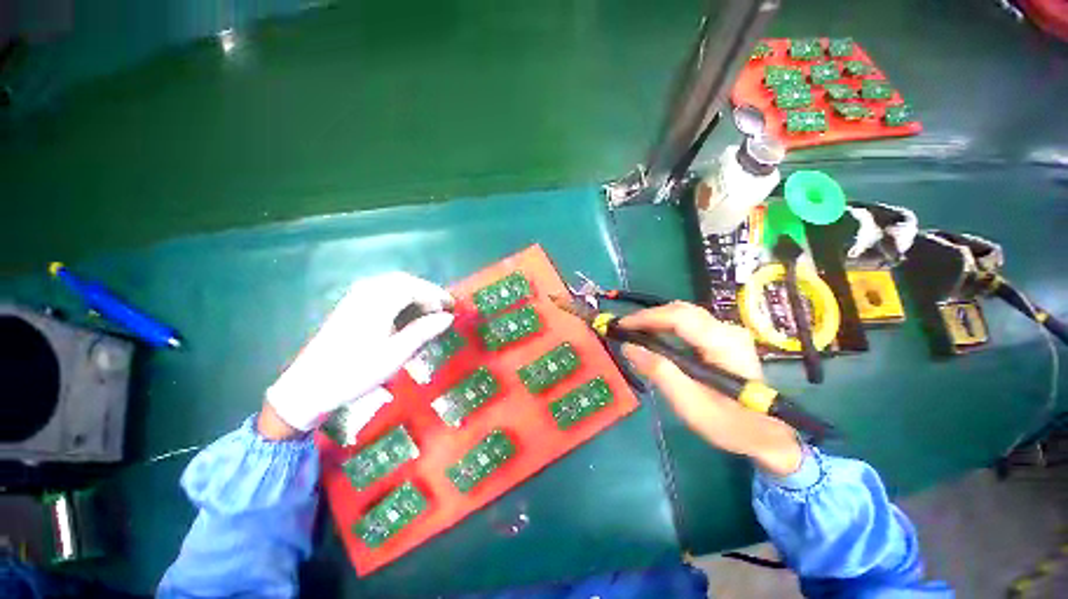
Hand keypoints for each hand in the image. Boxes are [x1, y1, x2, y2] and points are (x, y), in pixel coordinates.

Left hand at [263, 272, 454, 435]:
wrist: (309, 387)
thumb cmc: (356, 372)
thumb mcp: (396, 355)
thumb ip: (424, 331)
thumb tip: (448, 317)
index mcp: (377, 302)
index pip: (415, 288)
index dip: (436, 296)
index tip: (451, 310)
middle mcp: (366, 292)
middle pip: (404, 281)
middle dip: (427, 292)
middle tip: (442, 309)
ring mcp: (355, 297)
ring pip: (393, 284)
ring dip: (414, 294)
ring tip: (427, 312)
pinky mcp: (351, 305)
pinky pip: (381, 291)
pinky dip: (400, 298)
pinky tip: (405, 313)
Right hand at [619, 302, 802, 476]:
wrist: (767, 433)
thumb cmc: (728, 423)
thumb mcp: (689, 404)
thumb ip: (659, 372)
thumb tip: (629, 347)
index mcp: (722, 344)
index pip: (679, 317)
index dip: (647, 317)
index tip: (621, 325)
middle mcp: (727, 330)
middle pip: (681, 310)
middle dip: (649, 317)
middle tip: (625, 329)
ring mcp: (728, 332)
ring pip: (684, 314)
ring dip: (657, 320)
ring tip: (636, 332)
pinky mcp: (725, 338)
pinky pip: (690, 323)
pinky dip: (668, 326)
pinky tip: (656, 337)